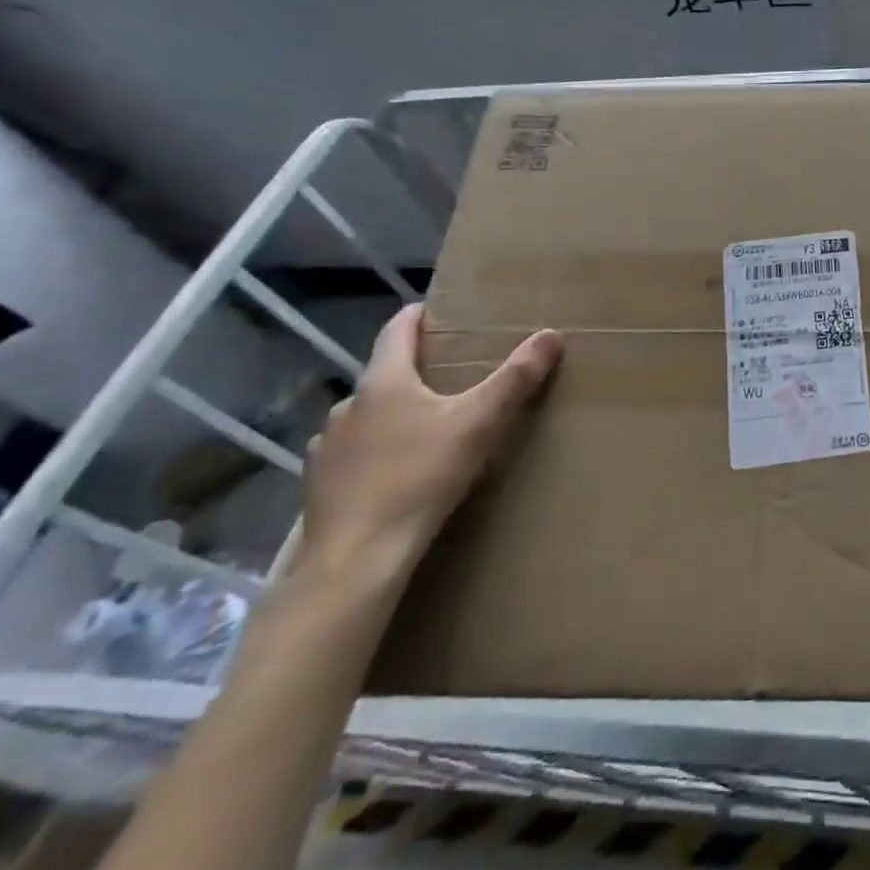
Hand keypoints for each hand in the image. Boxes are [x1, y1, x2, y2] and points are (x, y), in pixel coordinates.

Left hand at [297, 304, 561, 580]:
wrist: (356, 558)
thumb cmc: (420, 476)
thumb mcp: (480, 423)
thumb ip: (516, 378)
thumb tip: (551, 334)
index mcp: (383, 383)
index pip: (397, 331)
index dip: (418, 316)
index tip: (437, 310)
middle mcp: (347, 407)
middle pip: (384, 375)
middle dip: (414, 372)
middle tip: (450, 377)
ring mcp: (326, 448)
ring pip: (365, 417)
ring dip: (391, 415)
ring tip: (424, 427)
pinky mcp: (319, 486)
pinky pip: (351, 455)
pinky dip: (373, 452)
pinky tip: (392, 472)